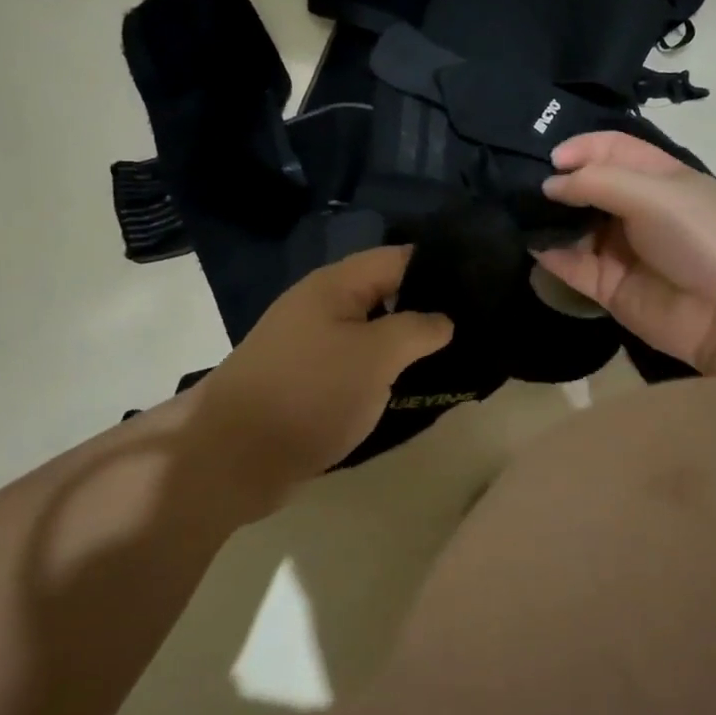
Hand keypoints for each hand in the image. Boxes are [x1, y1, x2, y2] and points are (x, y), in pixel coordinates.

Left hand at [188, 247, 452, 504]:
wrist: (234, 456)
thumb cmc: (310, 392)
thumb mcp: (376, 355)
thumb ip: (417, 329)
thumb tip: (443, 320)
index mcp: (335, 285)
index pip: (399, 258)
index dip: (440, 267)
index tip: (482, 285)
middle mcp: (322, 306)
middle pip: (386, 294)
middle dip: (428, 308)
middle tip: (476, 327)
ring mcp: (312, 345)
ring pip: (372, 333)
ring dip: (407, 345)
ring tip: (455, 357)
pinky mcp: (308, 381)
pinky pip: (356, 364)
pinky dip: (384, 372)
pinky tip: (413, 386)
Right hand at [537, 132, 715, 386]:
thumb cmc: (698, 237)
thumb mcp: (653, 193)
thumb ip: (596, 183)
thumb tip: (549, 185)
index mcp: (657, 177)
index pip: (611, 150)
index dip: (581, 148)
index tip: (550, 159)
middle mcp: (636, 209)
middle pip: (588, 187)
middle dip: (557, 183)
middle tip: (521, 184)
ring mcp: (620, 249)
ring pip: (574, 226)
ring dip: (548, 218)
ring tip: (517, 212)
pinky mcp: (607, 286)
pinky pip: (571, 265)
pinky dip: (550, 254)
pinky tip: (530, 243)